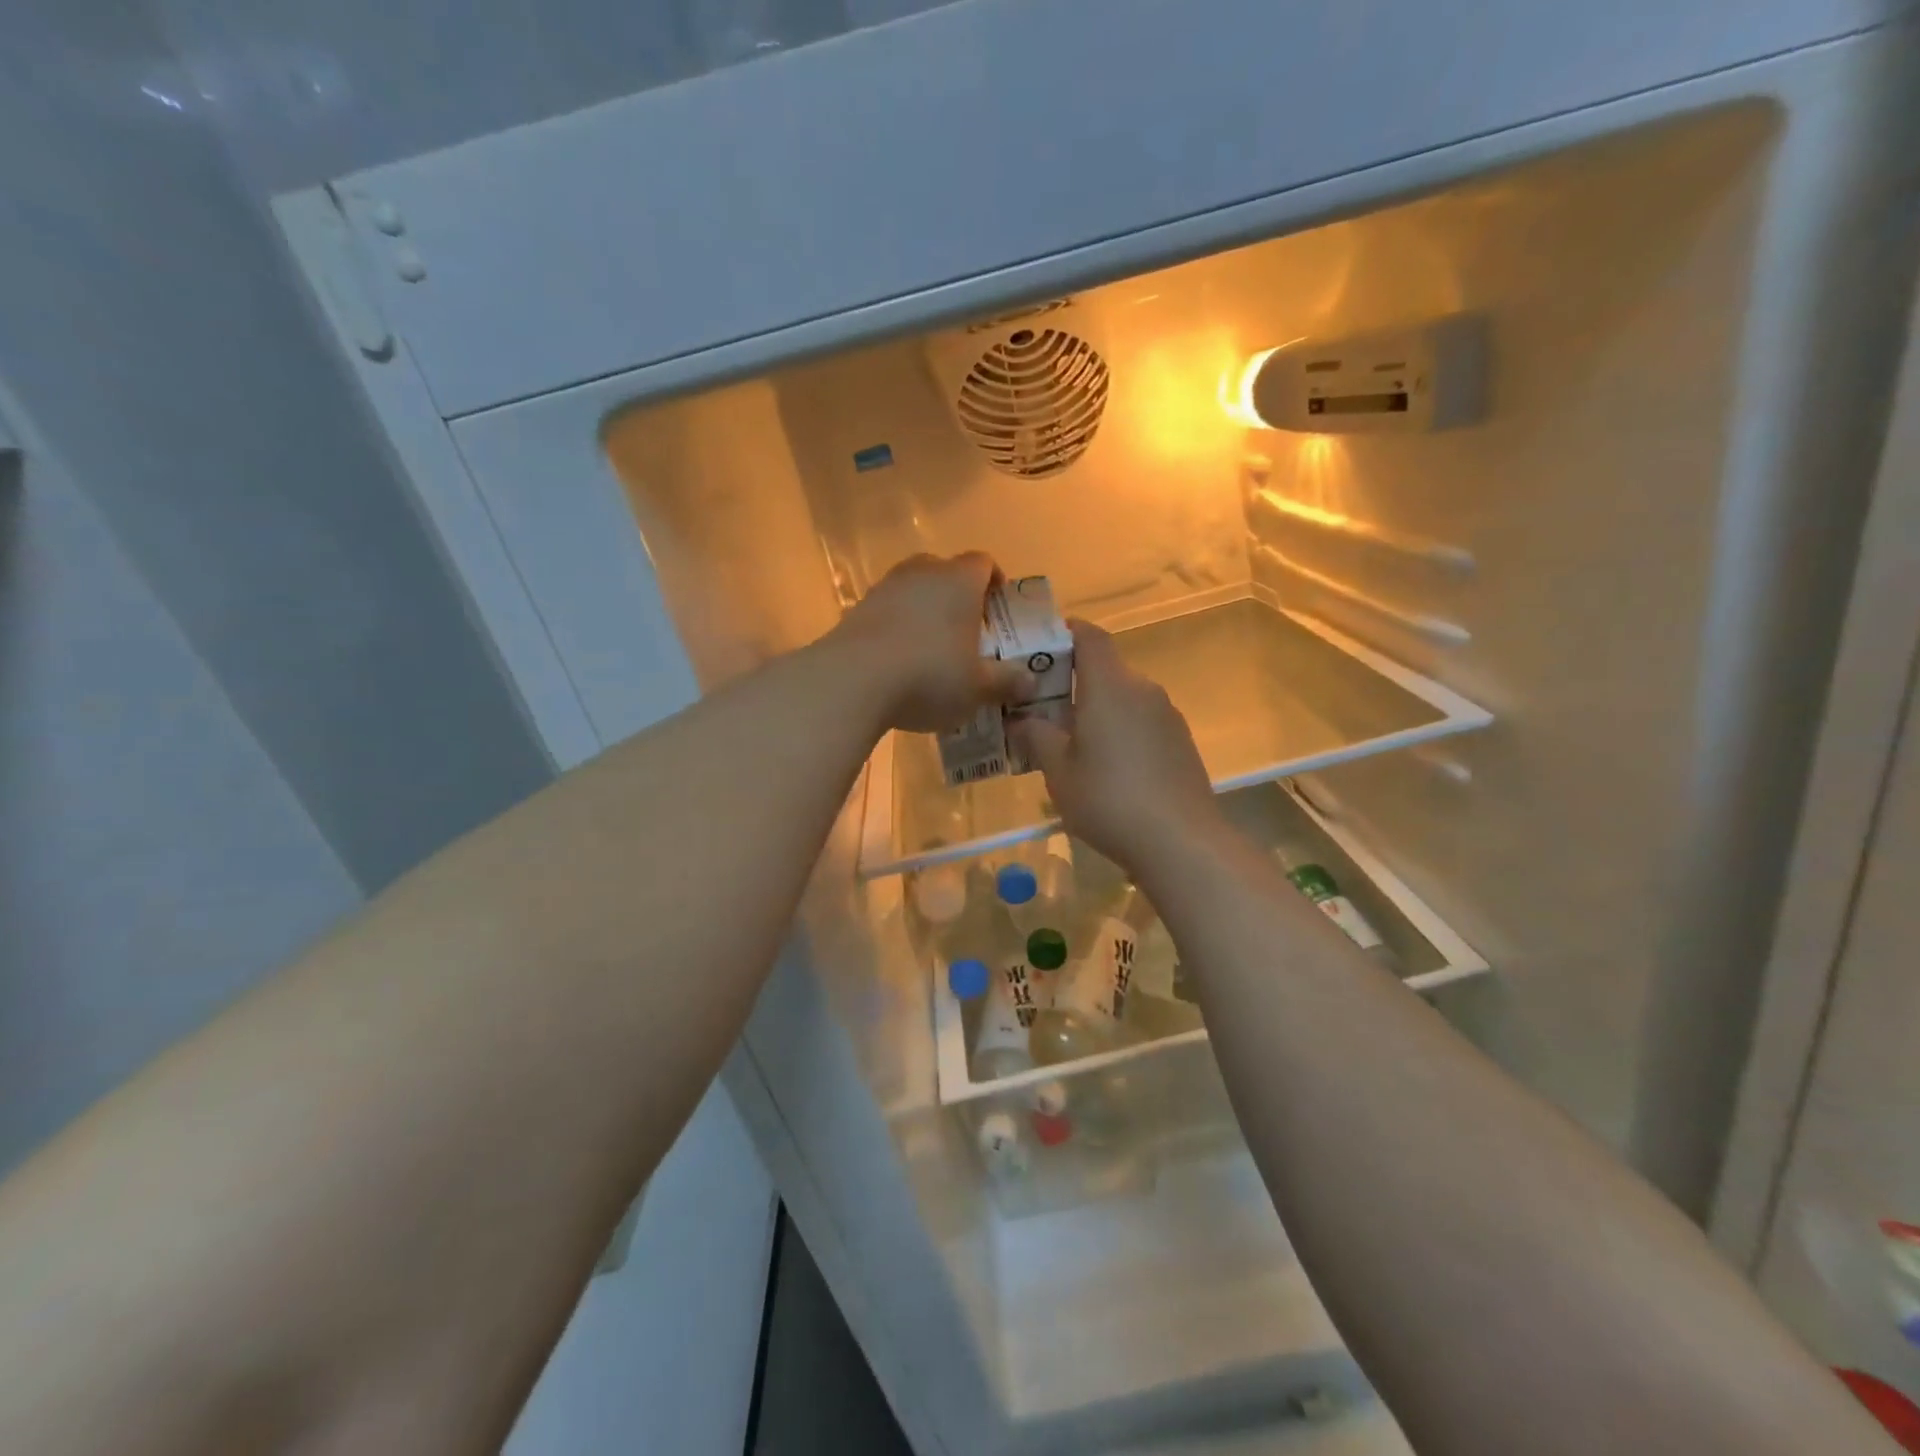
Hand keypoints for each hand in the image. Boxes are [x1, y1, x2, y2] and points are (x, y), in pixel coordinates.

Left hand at [831, 553, 1026, 733]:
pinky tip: (899, 661)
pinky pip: (886, 612)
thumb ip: (1006, 682)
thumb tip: (1030, 681)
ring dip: (923, 610)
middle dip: (957, 594)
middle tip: (966, 627)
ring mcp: (884, 589)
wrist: (853, 681)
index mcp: (959, 581)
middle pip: (944, 570)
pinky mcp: (855, 611)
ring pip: (912, 589)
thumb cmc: (929, 676)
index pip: (983, 562)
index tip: (998, 604)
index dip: (994, 580)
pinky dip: (896, 628)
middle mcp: (921, 574)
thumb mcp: (977, 688)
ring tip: (931, 646)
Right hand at [1009, 621, 1222, 875]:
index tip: (1039, 647)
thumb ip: (1036, 737)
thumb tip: (1022, 719)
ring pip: (1124, 698)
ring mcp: (1167, 716)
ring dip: (1097, 710)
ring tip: (1072, 745)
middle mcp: (1142, 690)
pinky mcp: (1181, 742)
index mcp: (1110, 686)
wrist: (1181, 842)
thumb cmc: (1109, 800)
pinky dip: (1120, 730)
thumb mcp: (1058, 772)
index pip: (1089, 636)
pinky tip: (1108, 769)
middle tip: (1042, 710)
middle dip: (1073, 683)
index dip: (1065, 632)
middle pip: (1105, 669)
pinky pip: (1142, 722)